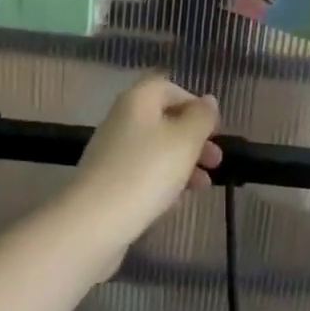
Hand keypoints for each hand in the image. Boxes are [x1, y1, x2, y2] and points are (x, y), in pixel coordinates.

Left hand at [68, 75, 221, 249]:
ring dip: (183, 162)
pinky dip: (162, 180)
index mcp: (137, 100)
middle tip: (216, 160)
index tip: (215, 128)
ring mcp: (112, 151)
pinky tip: (177, 201)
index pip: (168, 87)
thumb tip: (208, 100)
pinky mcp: (107, 181)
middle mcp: (122, 119)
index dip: (194, 103)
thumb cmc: (146, 171)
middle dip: (193, 138)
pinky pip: (142, 172)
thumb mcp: (185, 140)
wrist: (93, 222)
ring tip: (205, 185)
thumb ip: (201, 117)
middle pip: (163, 119)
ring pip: (155, 148)